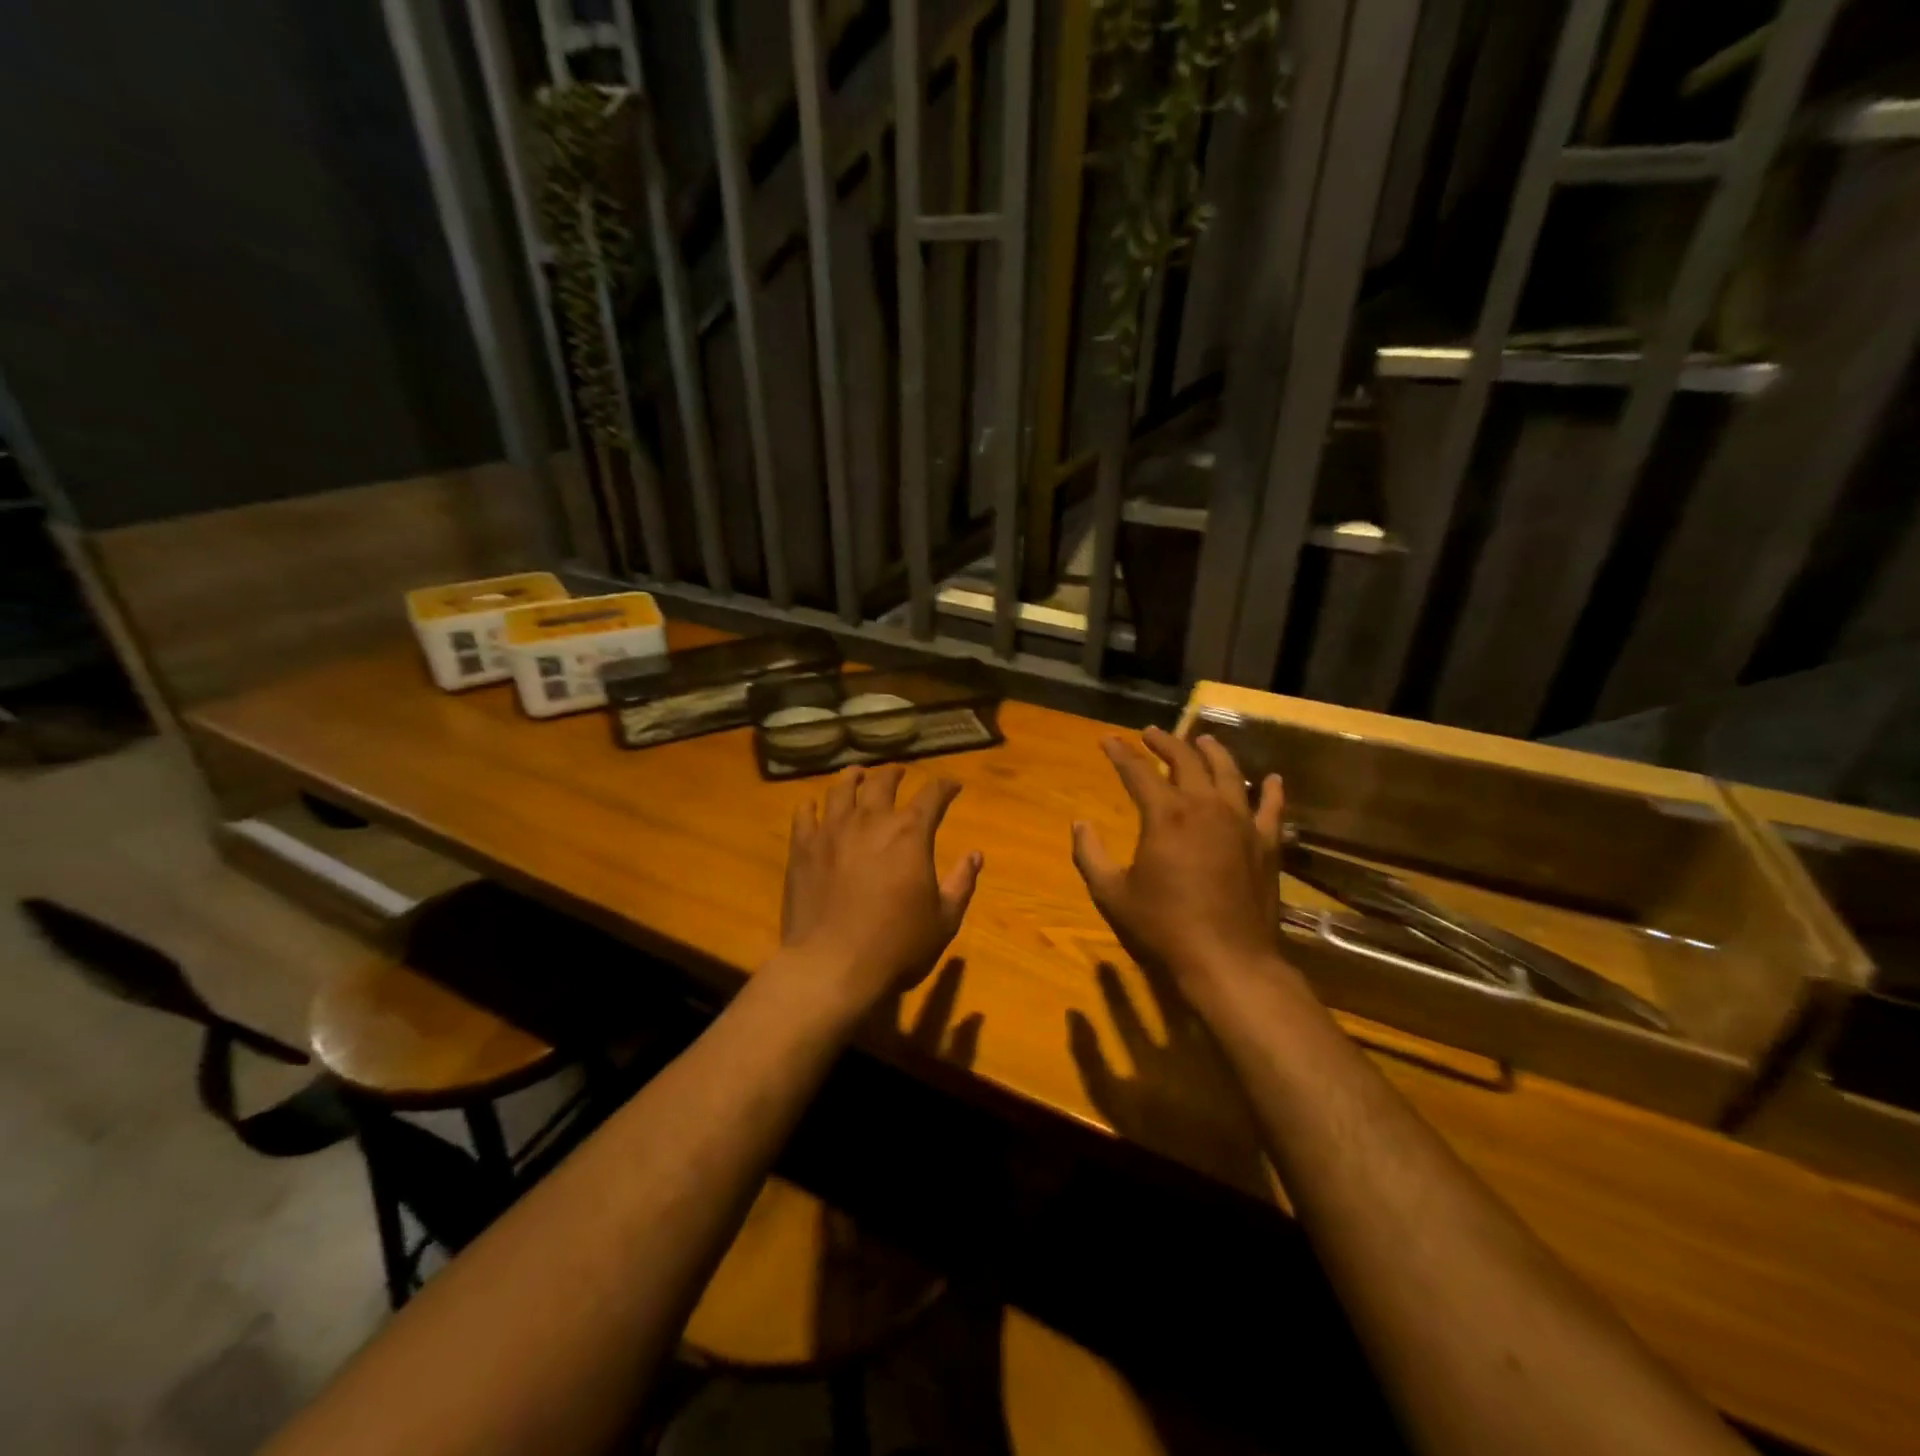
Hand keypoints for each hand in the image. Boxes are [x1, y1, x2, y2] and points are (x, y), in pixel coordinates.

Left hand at [778, 765, 983, 1019]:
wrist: (832, 967)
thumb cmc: (897, 946)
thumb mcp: (944, 920)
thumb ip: (961, 883)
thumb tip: (975, 855)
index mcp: (910, 833)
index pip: (932, 795)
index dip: (945, 786)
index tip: (952, 785)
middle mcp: (871, 820)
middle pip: (883, 782)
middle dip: (895, 774)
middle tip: (900, 773)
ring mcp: (832, 831)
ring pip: (841, 788)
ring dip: (853, 777)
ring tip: (858, 775)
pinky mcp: (802, 848)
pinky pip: (804, 814)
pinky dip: (811, 805)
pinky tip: (814, 806)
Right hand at [1072, 727, 1285, 992]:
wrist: (1227, 961)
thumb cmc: (1163, 927)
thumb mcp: (1112, 894)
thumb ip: (1090, 855)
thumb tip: (1079, 824)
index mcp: (1166, 815)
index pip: (1138, 772)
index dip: (1121, 753)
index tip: (1108, 739)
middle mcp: (1205, 807)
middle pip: (1186, 760)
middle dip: (1165, 742)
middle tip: (1151, 733)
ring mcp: (1241, 823)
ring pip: (1229, 773)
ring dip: (1213, 752)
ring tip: (1203, 740)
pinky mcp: (1266, 844)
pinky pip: (1271, 808)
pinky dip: (1270, 790)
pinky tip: (1270, 778)